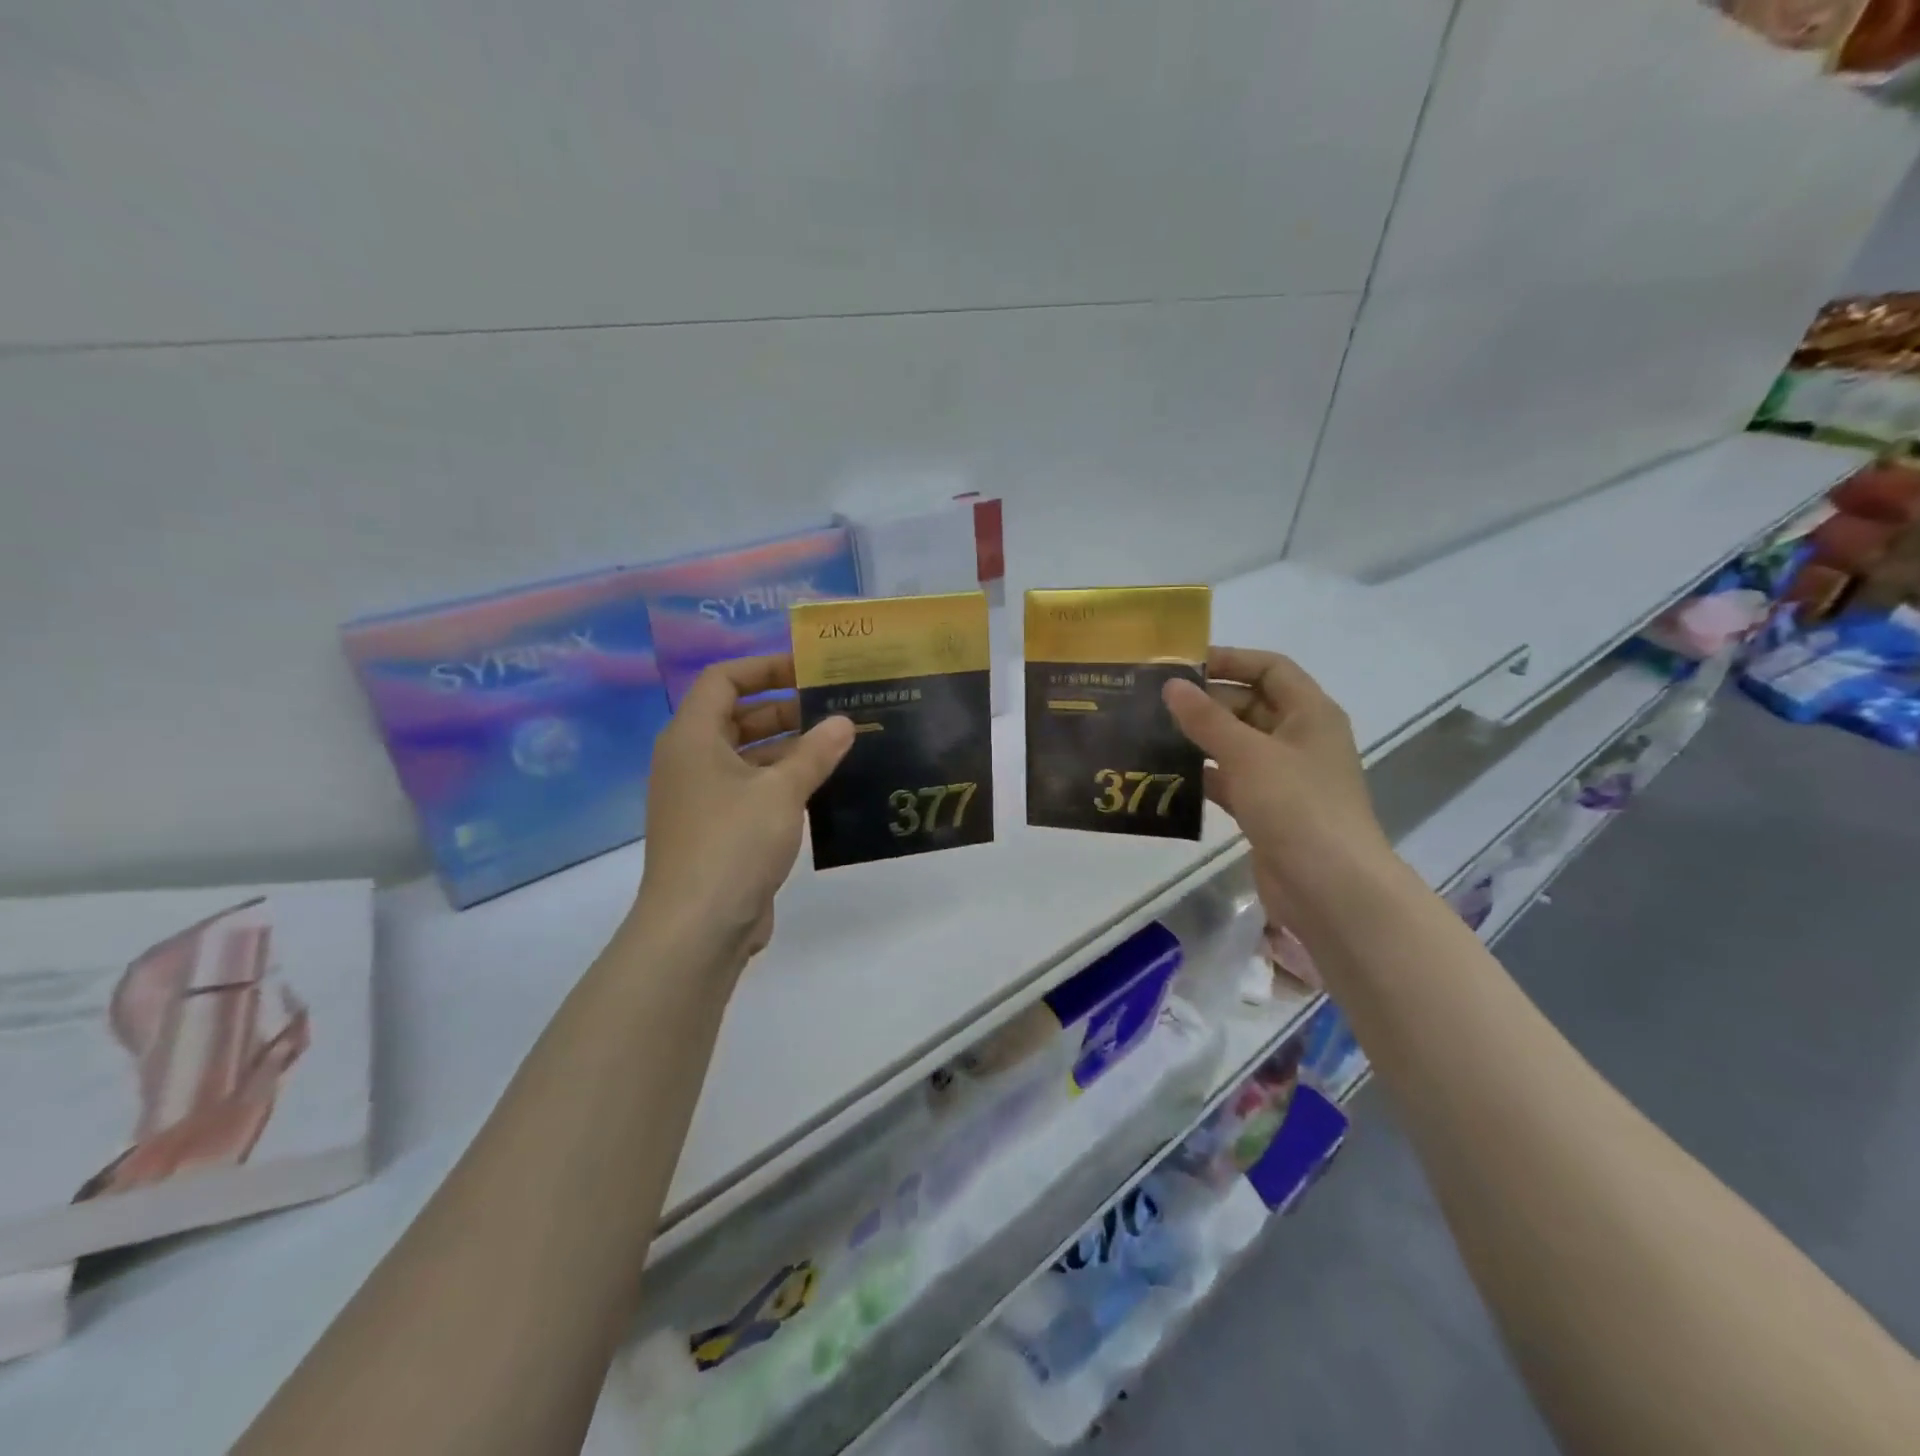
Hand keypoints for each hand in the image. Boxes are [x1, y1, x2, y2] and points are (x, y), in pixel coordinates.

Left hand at [635, 656, 853, 963]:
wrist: (697, 928)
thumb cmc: (733, 843)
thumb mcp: (781, 791)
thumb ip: (815, 752)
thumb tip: (844, 721)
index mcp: (692, 737)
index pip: (723, 679)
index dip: (765, 667)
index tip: (809, 670)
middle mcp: (690, 761)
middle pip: (737, 716)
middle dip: (785, 708)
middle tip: (835, 709)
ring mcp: (702, 798)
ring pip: (747, 756)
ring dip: (789, 748)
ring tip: (840, 745)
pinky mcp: (717, 830)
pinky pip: (751, 790)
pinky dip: (782, 782)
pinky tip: (823, 787)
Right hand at [1163, 647, 1394, 928]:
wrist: (1330, 888)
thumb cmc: (1296, 806)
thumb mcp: (1248, 754)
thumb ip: (1206, 718)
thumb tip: (1171, 685)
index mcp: (1310, 713)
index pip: (1270, 668)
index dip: (1230, 660)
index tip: (1183, 666)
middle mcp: (1300, 739)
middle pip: (1250, 704)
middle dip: (1206, 702)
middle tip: (1155, 702)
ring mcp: (1285, 777)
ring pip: (1237, 744)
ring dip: (1201, 739)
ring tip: (1152, 734)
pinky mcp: (1268, 810)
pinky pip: (1232, 780)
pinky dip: (1204, 775)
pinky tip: (1168, 775)